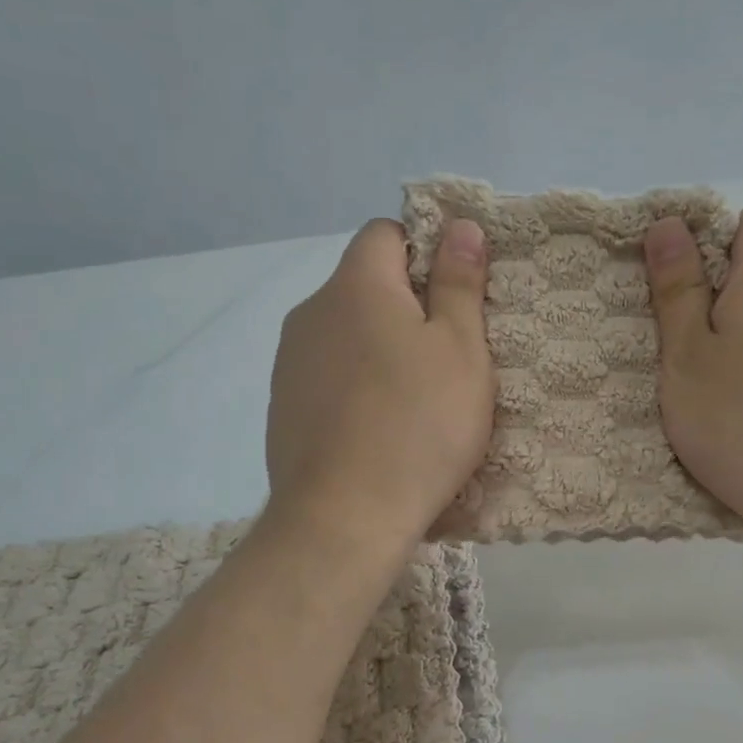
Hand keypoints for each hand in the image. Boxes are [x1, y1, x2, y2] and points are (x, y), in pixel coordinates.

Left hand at [266, 217, 493, 554]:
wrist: (344, 517)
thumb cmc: (419, 426)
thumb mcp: (461, 350)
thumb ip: (459, 283)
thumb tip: (460, 225)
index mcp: (355, 286)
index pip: (386, 233)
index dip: (426, 252)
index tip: (455, 297)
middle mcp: (311, 312)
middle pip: (364, 286)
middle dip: (407, 307)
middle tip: (448, 357)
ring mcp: (289, 363)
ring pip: (346, 335)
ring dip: (380, 350)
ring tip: (415, 402)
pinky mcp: (282, 408)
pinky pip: (328, 377)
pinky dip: (355, 388)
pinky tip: (378, 431)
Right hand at [644, 208, 742, 545]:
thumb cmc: (740, 420)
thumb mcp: (687, 356)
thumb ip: (676, 290)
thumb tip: (670, 225)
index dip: (712, 237)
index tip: (676, 281)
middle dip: (714, 297)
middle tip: (674, 344)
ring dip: (734, 341)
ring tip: (701, 389)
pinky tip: (739, 416)